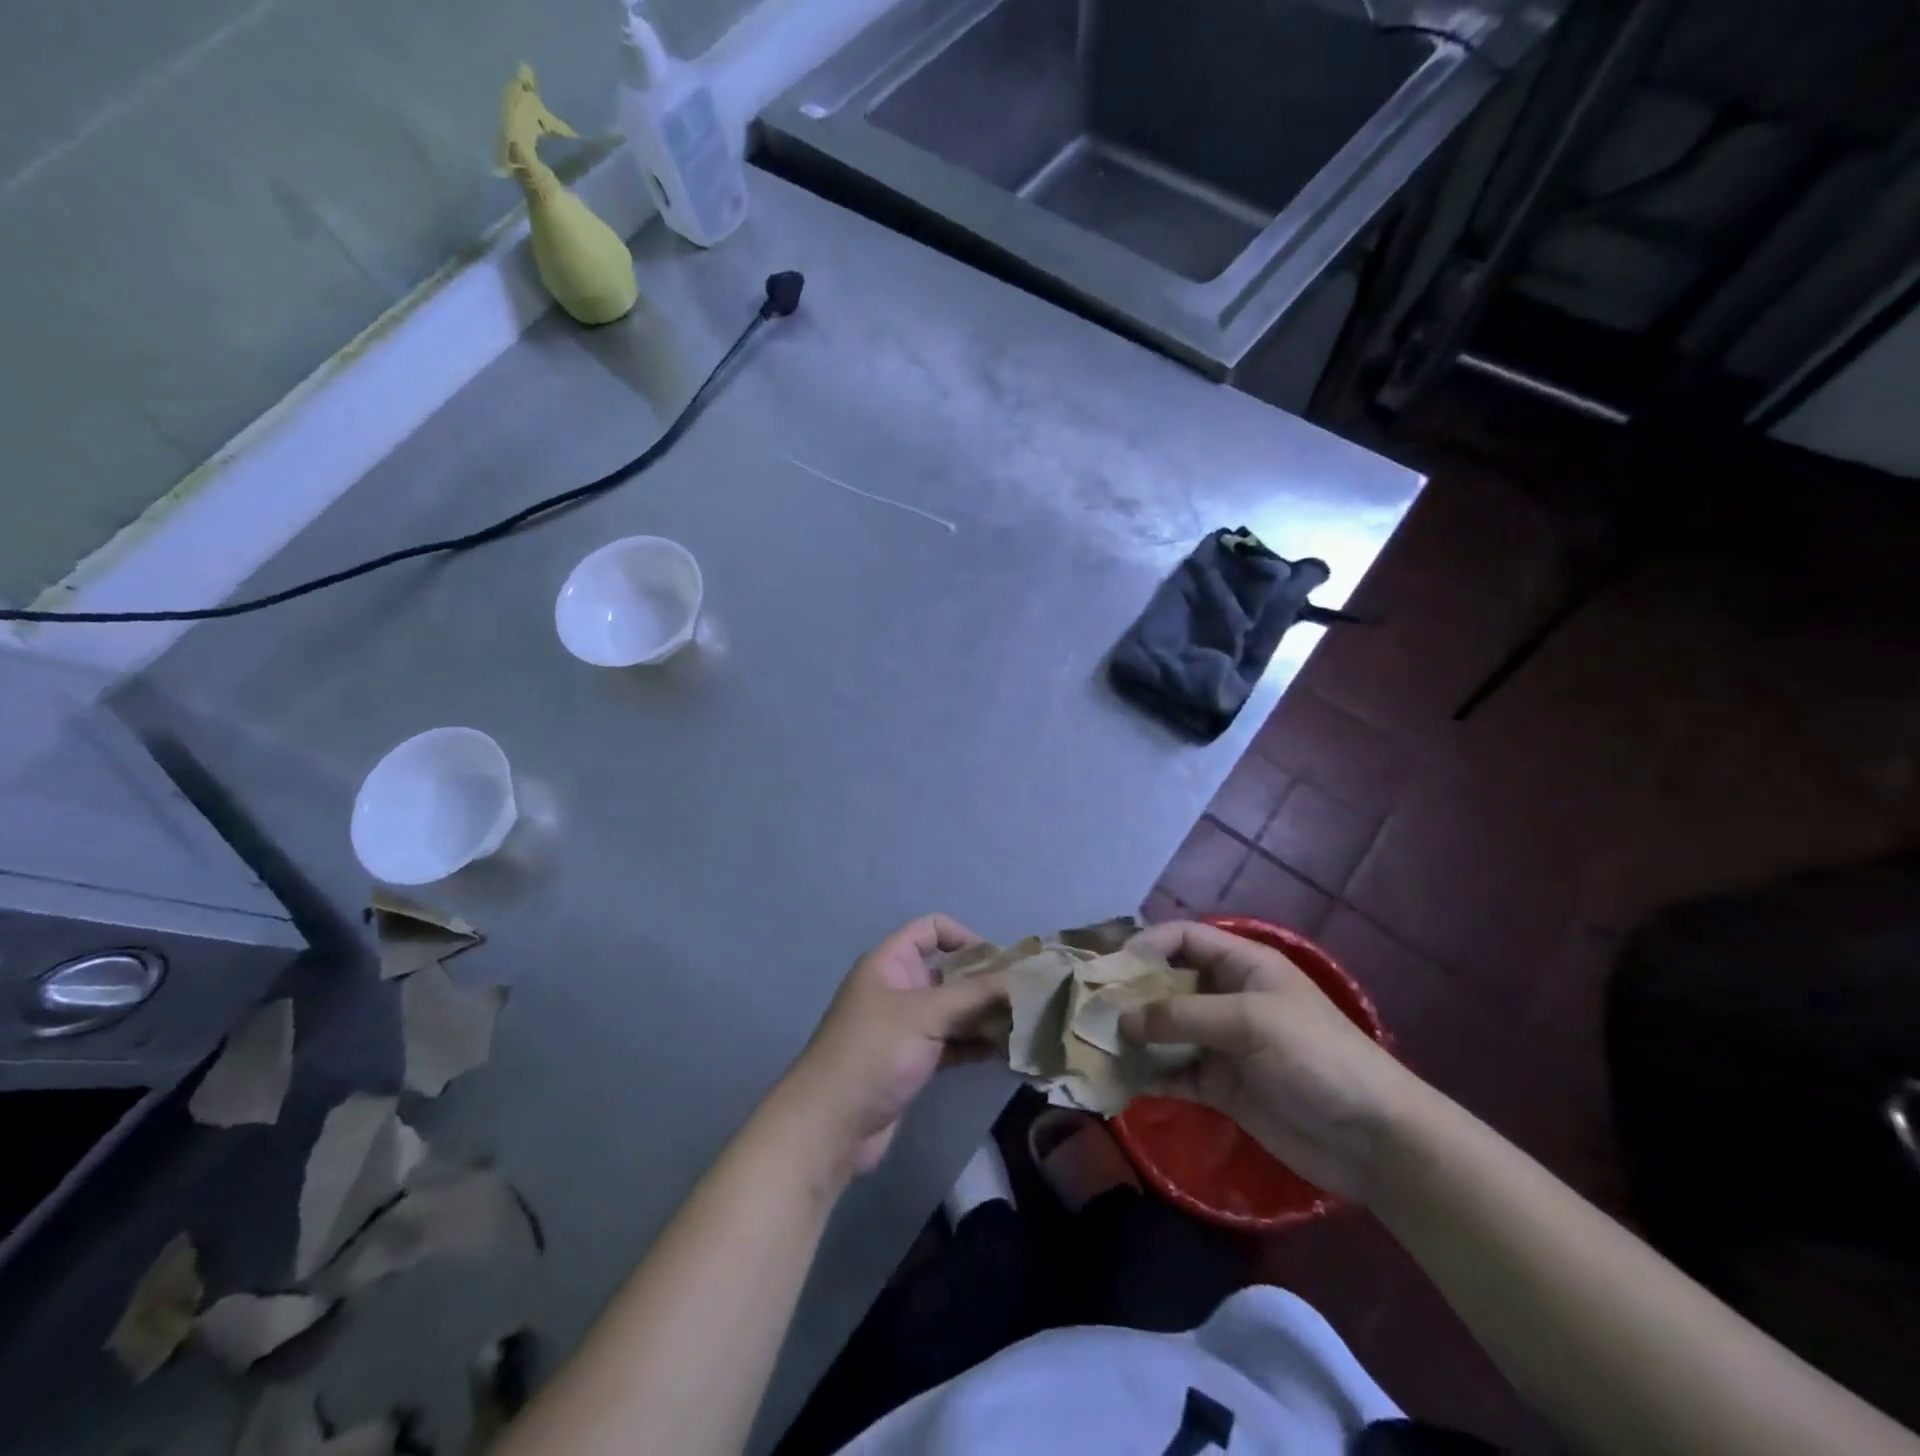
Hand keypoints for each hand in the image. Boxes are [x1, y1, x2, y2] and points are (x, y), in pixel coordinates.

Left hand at [783, 915, 1008, 1176]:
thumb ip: (976, 994)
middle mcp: (898, 988)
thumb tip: (1022, 978)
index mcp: (891, 962)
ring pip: (953, 1011)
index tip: (1000, 963)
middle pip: (949, 973)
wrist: (830, 1126)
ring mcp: (905, 1027)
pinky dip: (976, 1045)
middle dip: (986, 983)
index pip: (931, 929)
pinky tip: (1008, 1054)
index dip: (966, 937)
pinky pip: (951, 1043)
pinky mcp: (912, 1062)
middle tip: (1028, 998)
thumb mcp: (927, 1014)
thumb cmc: (874, 1052)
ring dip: (986, 1017)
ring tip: (1027, 1028)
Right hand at [1121, 921, 1420, 1201]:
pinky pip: (1174, 1072)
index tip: (1112, 967)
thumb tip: (1122, 1019)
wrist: (1372, 1138)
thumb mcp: (1249, 1021)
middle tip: (1089, 1007)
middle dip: (1131, 993)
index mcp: (1242, 966)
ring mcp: (1222, 1043)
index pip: (1184, 939)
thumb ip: (1183, 1016)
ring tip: (1093, 1043)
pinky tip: (1118, 1079)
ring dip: (1134, 1035)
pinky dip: (1148, 1074)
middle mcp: (1227, 998)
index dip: (1148, 945)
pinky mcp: (1220, 1086)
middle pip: (1168, 984)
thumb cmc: (1315, 1057)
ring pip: (1166, 1030)